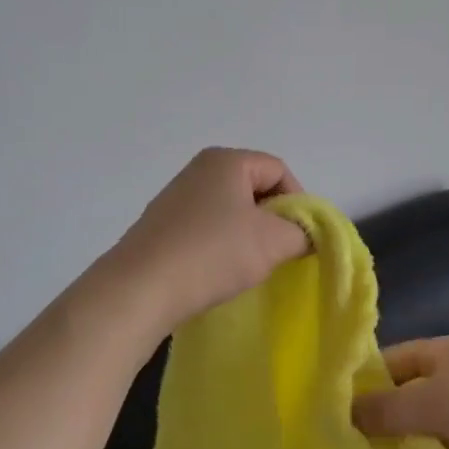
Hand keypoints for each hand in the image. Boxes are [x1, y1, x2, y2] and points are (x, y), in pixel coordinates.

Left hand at [105, 148, 310, 332]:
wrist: (141, 288)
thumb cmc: (213, 253)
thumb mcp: (273, 242)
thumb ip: (302, 233)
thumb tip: (306, 235)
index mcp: (226, 161)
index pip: (279, 170)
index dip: (298, 202)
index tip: (299, 238)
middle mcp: (198, 170)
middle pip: (254, 189)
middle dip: (272, 221)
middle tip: (278, 254)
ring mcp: (175, 198)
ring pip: (230, 212)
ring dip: (247, 237)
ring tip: (247, 267)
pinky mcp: (161, 227)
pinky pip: (205, 229)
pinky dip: (219, 247)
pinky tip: (217, 272)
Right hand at [352, 336, 448, 448]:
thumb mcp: (429, 404)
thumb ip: (385, 410)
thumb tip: (342, 414)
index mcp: (442, 352)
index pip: (390, 361)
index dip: (366, 385)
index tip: (342, 419)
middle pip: (410, 394)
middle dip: (389, 422)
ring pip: (432, 425)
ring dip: (416, 447)